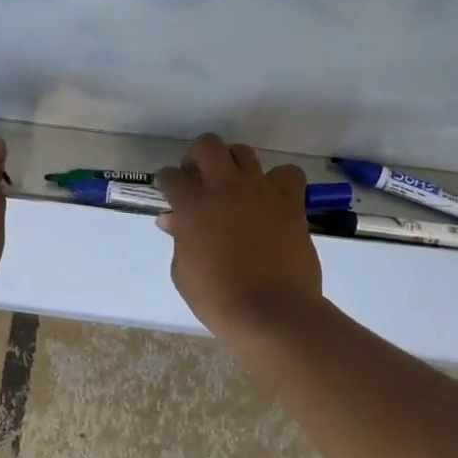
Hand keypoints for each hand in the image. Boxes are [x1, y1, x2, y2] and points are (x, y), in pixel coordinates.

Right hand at [156, 133, 323, 340]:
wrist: (271, 311)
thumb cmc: (218, 298)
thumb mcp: (183, 272)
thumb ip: (179, 239)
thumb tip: (173, 221)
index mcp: (193, 206)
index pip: (171, 176)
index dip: (167, 182)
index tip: (169, 192)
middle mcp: (225, 188)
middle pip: (207, 146)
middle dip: (197, 158)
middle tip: (199, 180)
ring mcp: (260, 191)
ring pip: (243, 152)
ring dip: (233, 164)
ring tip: (233, 186)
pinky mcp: (290, 202)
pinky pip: (287, 174)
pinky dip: (278, 181)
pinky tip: (271, 198)